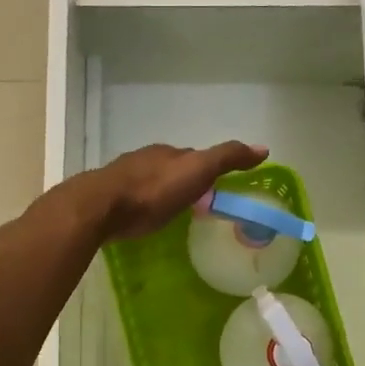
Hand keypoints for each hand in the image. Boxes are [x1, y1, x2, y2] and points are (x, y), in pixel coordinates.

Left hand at [78, 141, 266, 241]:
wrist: (101, 206)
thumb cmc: (153, 190)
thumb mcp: (197, 171)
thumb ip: (227, 159)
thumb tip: (263, 148)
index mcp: (168, 153)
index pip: (193, 157)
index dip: (207, 170)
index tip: (217, 187)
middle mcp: (145, 159)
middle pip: (169, 168)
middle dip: (182, 182)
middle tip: (196, 204)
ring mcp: (123, 178)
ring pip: (149, 182)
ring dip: (161, 193)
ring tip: (170, 213)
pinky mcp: (107, 199)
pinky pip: (131, 199)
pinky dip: (141, 205)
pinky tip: (142, 218)